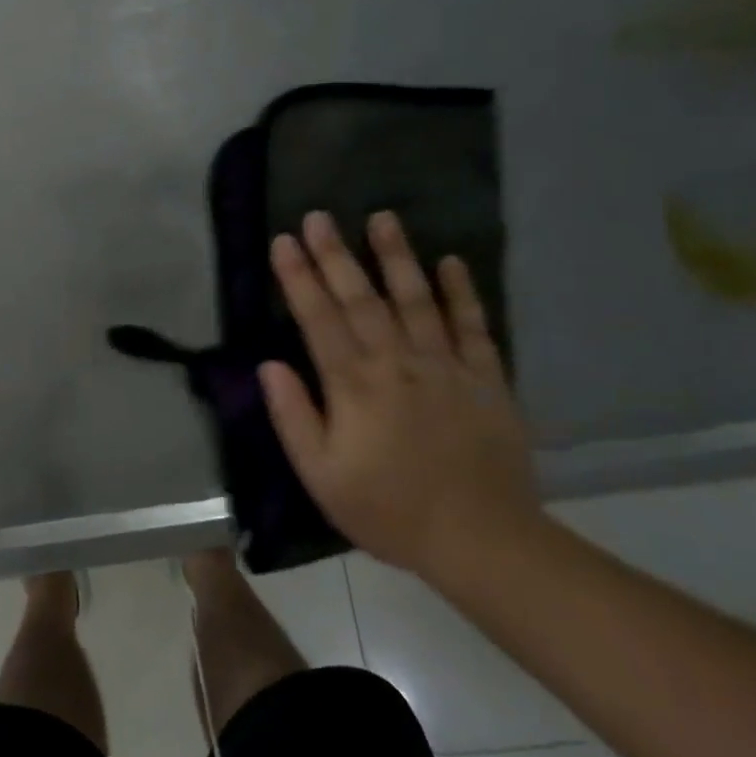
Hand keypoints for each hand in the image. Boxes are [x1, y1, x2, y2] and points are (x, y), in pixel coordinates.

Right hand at [259, 210, 541, 580]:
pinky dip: (463, 293)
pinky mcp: (487, 379)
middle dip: (335, 255)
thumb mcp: (321, 475)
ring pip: (416, 300)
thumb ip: (293, 416)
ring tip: (382, 218)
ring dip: (396, 257)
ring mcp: (446, 367)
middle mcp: (397, 363)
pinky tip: (451, 262)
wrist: (483, 541)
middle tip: (318, 216)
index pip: (318, 319)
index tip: (283, 241)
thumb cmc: (389, 510)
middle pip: (361, 299)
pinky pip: (474, 327)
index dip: (298, 278)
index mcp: (354, 385)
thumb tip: (268, 364)